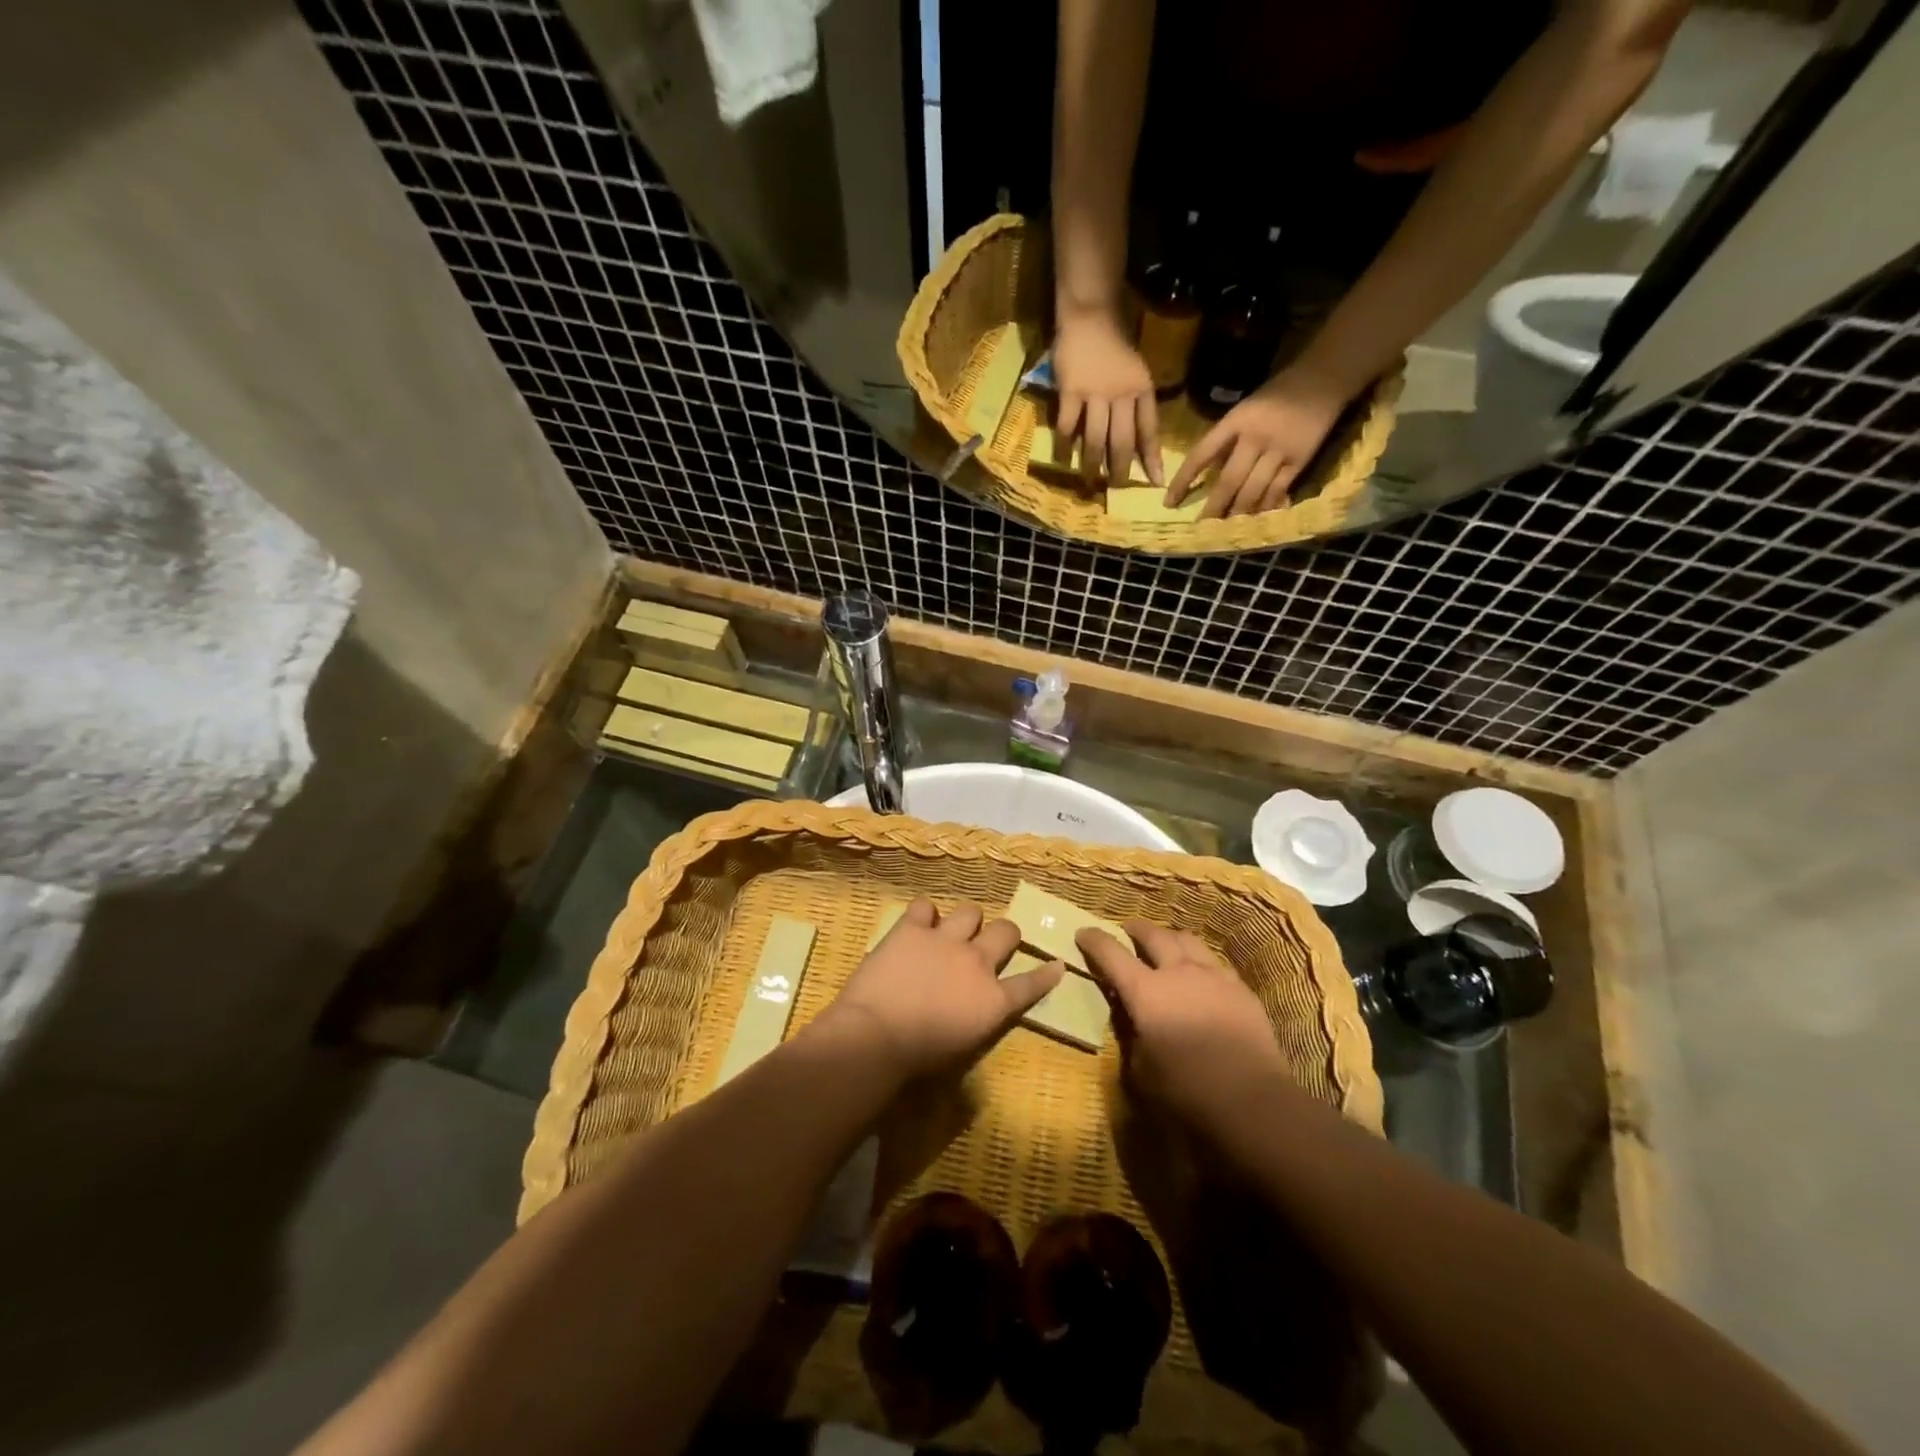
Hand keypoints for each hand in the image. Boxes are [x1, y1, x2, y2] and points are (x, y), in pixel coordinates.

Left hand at [822, 898, 1064, 1079]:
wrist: (876, 1035)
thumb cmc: (918, 1056)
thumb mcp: (963, 1046)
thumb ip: (978, 1017)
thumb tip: (976, 1006)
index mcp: (993, 1000)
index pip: (1031, 984)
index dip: (1046, 973)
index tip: (1057, 964)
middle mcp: (977, 962)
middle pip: (1007, 931)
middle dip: (1005, 934)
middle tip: (991, 942)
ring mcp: (946, 940)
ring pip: (971, 910)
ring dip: (965, 922)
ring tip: (951, 931)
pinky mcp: (913, 928)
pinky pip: (925, 905)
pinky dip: (923, 915)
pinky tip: (916, 925)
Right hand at [1052, 310, 1163, 491]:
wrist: (1090, 316)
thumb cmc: (1114, 346)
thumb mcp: (1135, 373)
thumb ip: (1136, 404)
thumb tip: (1135, 442)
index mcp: (1142, 390)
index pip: (1149, 431)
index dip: (1152, 458)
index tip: (1155, 482)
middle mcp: (1122, 394)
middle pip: (1121, 442)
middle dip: (1118, 470)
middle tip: (1113, 488)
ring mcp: (1095, 393)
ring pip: (1095, 439)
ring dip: (1091, 464)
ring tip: (1088, 481)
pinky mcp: (1071, 391)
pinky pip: (1068, 427)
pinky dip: (1064, 446)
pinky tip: (1062, 459)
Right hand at [1077, 921, 1288, 1126]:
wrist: (1253, 1101)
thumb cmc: (1187, 1091)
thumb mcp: (1141, 1070)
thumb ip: (1131, 1036)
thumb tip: (1130, 1019)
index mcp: (1145, 992)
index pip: (1111, 953)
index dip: (1094, 940)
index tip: (1083, 933)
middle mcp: (1178, 972)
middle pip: (1153, 935)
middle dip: (1135, 929)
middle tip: (1126, 930)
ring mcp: (1213, 976)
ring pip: (1187, 939)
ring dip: (1169, 937)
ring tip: (1165, 942)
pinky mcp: (1241, 988)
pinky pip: (1214, 962)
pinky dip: (1199, 960)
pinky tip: (1200, 973)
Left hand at [1166, 366, 1350, 518]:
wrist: (1323, 379)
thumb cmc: (1275, 396)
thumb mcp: (1243, 410)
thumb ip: (1225, 440)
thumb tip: (1205, 475)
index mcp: (1235, 421)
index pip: (1201, 454)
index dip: (1183, 480)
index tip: (1169, 502)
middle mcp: (1254, 437)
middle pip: (1228, 481)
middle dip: (1213, 508)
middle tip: (1200, 528)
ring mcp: (1278, 450)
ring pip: (1252, 491)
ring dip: (1237, 513)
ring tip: (1224, 530)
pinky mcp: (1299, 461)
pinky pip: (1278, 491)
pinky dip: (1265, 508)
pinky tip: (1255, 521)